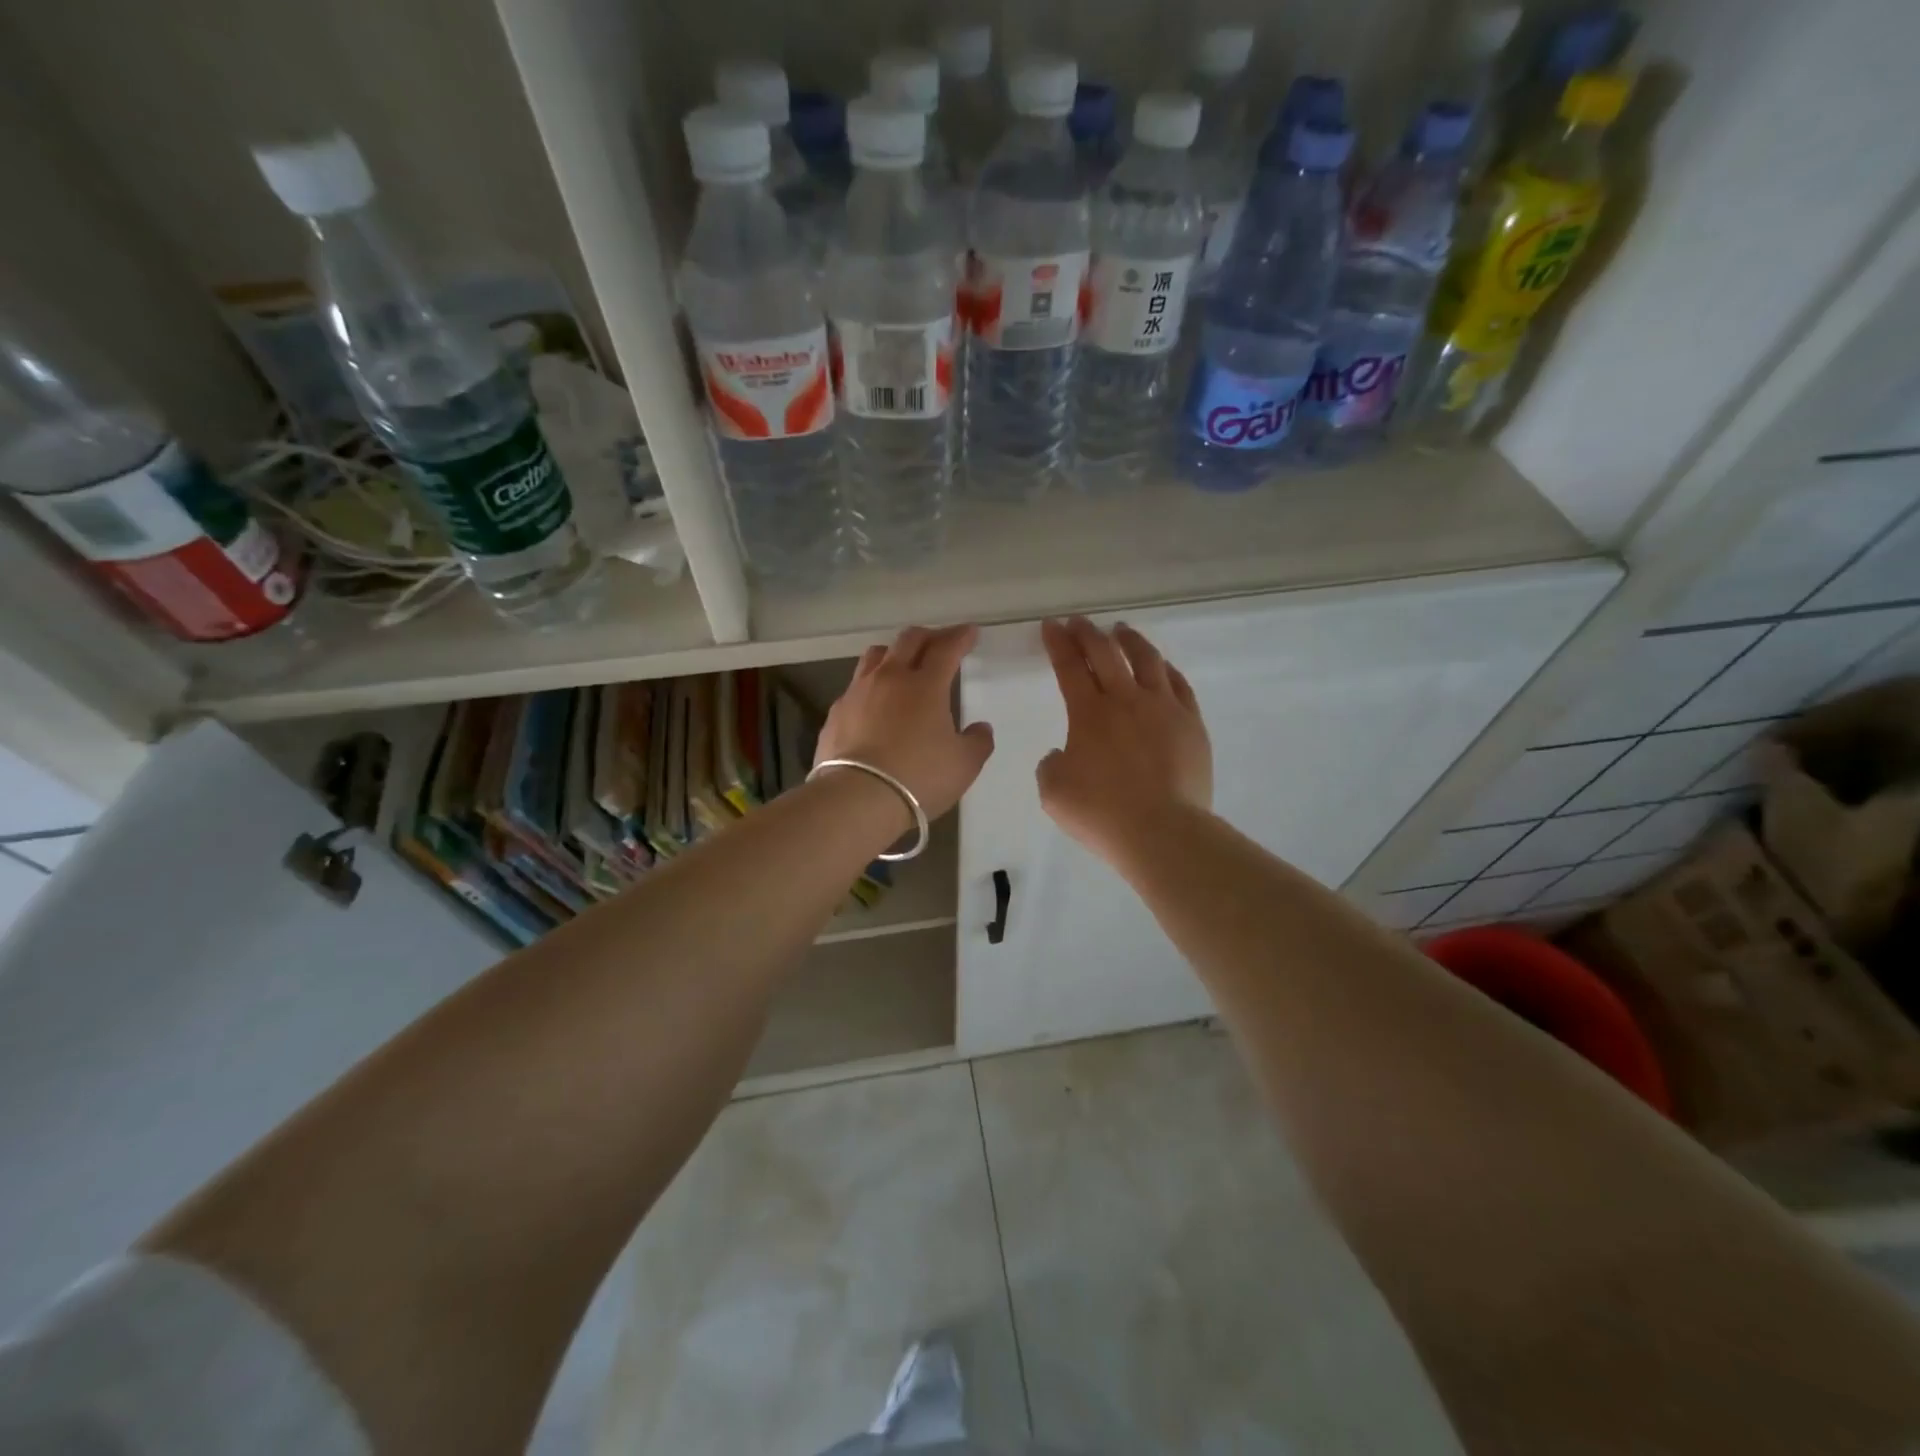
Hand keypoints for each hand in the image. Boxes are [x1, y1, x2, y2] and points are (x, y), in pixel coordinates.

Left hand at [816, 625, 995, 822]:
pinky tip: (875, 704)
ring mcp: (858, 693)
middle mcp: (890, 678)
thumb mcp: (964, 765)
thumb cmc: (919, 778)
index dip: (960, 637)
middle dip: (929, 636)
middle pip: (909, 640)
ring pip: (875, 655)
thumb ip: (977, 742)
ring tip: (903, 664)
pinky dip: (871, 686)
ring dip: (894, 653)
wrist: (857, 798)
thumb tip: (980, 728)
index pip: (946, 648)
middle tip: (940, 642)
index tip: (970, 633)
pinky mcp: (836, 713)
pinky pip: (856, 686)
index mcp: (925, 685)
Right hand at [1037, 617, 1212, 863]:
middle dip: (1087, 633)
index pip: (1069, 667)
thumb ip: (1052, 765)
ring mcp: (1164, 709)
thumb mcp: (1054, 792)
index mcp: (1089, 714)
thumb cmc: (1102, 814)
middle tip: (1078, 622)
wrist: (1162, 832)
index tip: (1051, 626)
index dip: (1057, 643)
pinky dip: (1165, 669)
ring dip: (1130, 641)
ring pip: (1148, 660)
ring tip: (1121, 631)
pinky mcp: (1192, 724)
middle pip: (1105, 654)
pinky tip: (1161, 666)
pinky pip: (1179, 685)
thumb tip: (1064, 754)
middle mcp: (1126, 700)